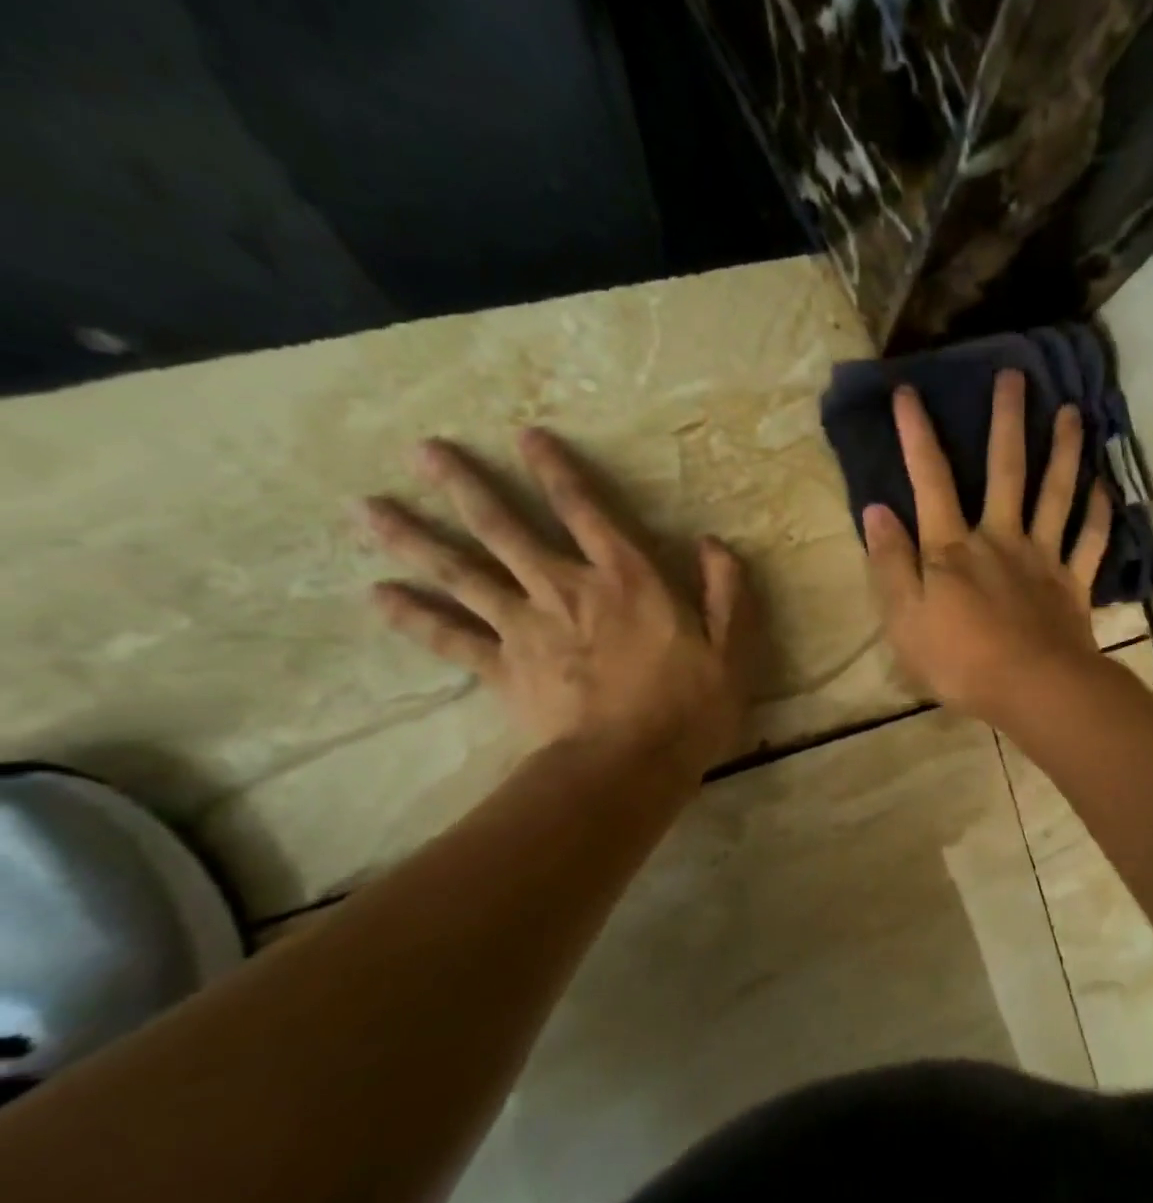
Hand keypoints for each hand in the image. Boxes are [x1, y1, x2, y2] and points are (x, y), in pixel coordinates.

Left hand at [361, 428, 749, 777]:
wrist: (628, 766)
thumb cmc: (690, 707)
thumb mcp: (734, 647)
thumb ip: (727, 591)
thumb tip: (712, 544)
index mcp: (627, 580)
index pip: (586, 511)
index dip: (556, 471)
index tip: (524, 436)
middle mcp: (567, 589)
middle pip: (506, 529)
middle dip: (465, 487)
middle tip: (423, 450)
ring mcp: (526, 628)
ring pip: (462, 573)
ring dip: (415, 538)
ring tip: (368, 507)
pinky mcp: (501, 668)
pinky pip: (449, 638)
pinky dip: (412, 617)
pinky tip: (376, 595)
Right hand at [863, 370, 1111, 724]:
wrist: (1032, 689)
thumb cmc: (959, 661)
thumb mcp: (904, 620)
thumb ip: (890, 564)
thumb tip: (876, 510)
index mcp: (953, 548)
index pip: (931, 480)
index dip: (917, 435)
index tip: (909, 392)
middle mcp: (1000, 539)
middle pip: (1006, 471)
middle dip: (1008, 421)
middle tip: (1015, 376)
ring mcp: (1042, 558)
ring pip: (1056, 495)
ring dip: (1064, 451)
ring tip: (1072, 411)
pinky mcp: (1073, 584)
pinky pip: (1088, 542)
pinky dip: (1098, 514)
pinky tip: (1103, 487)